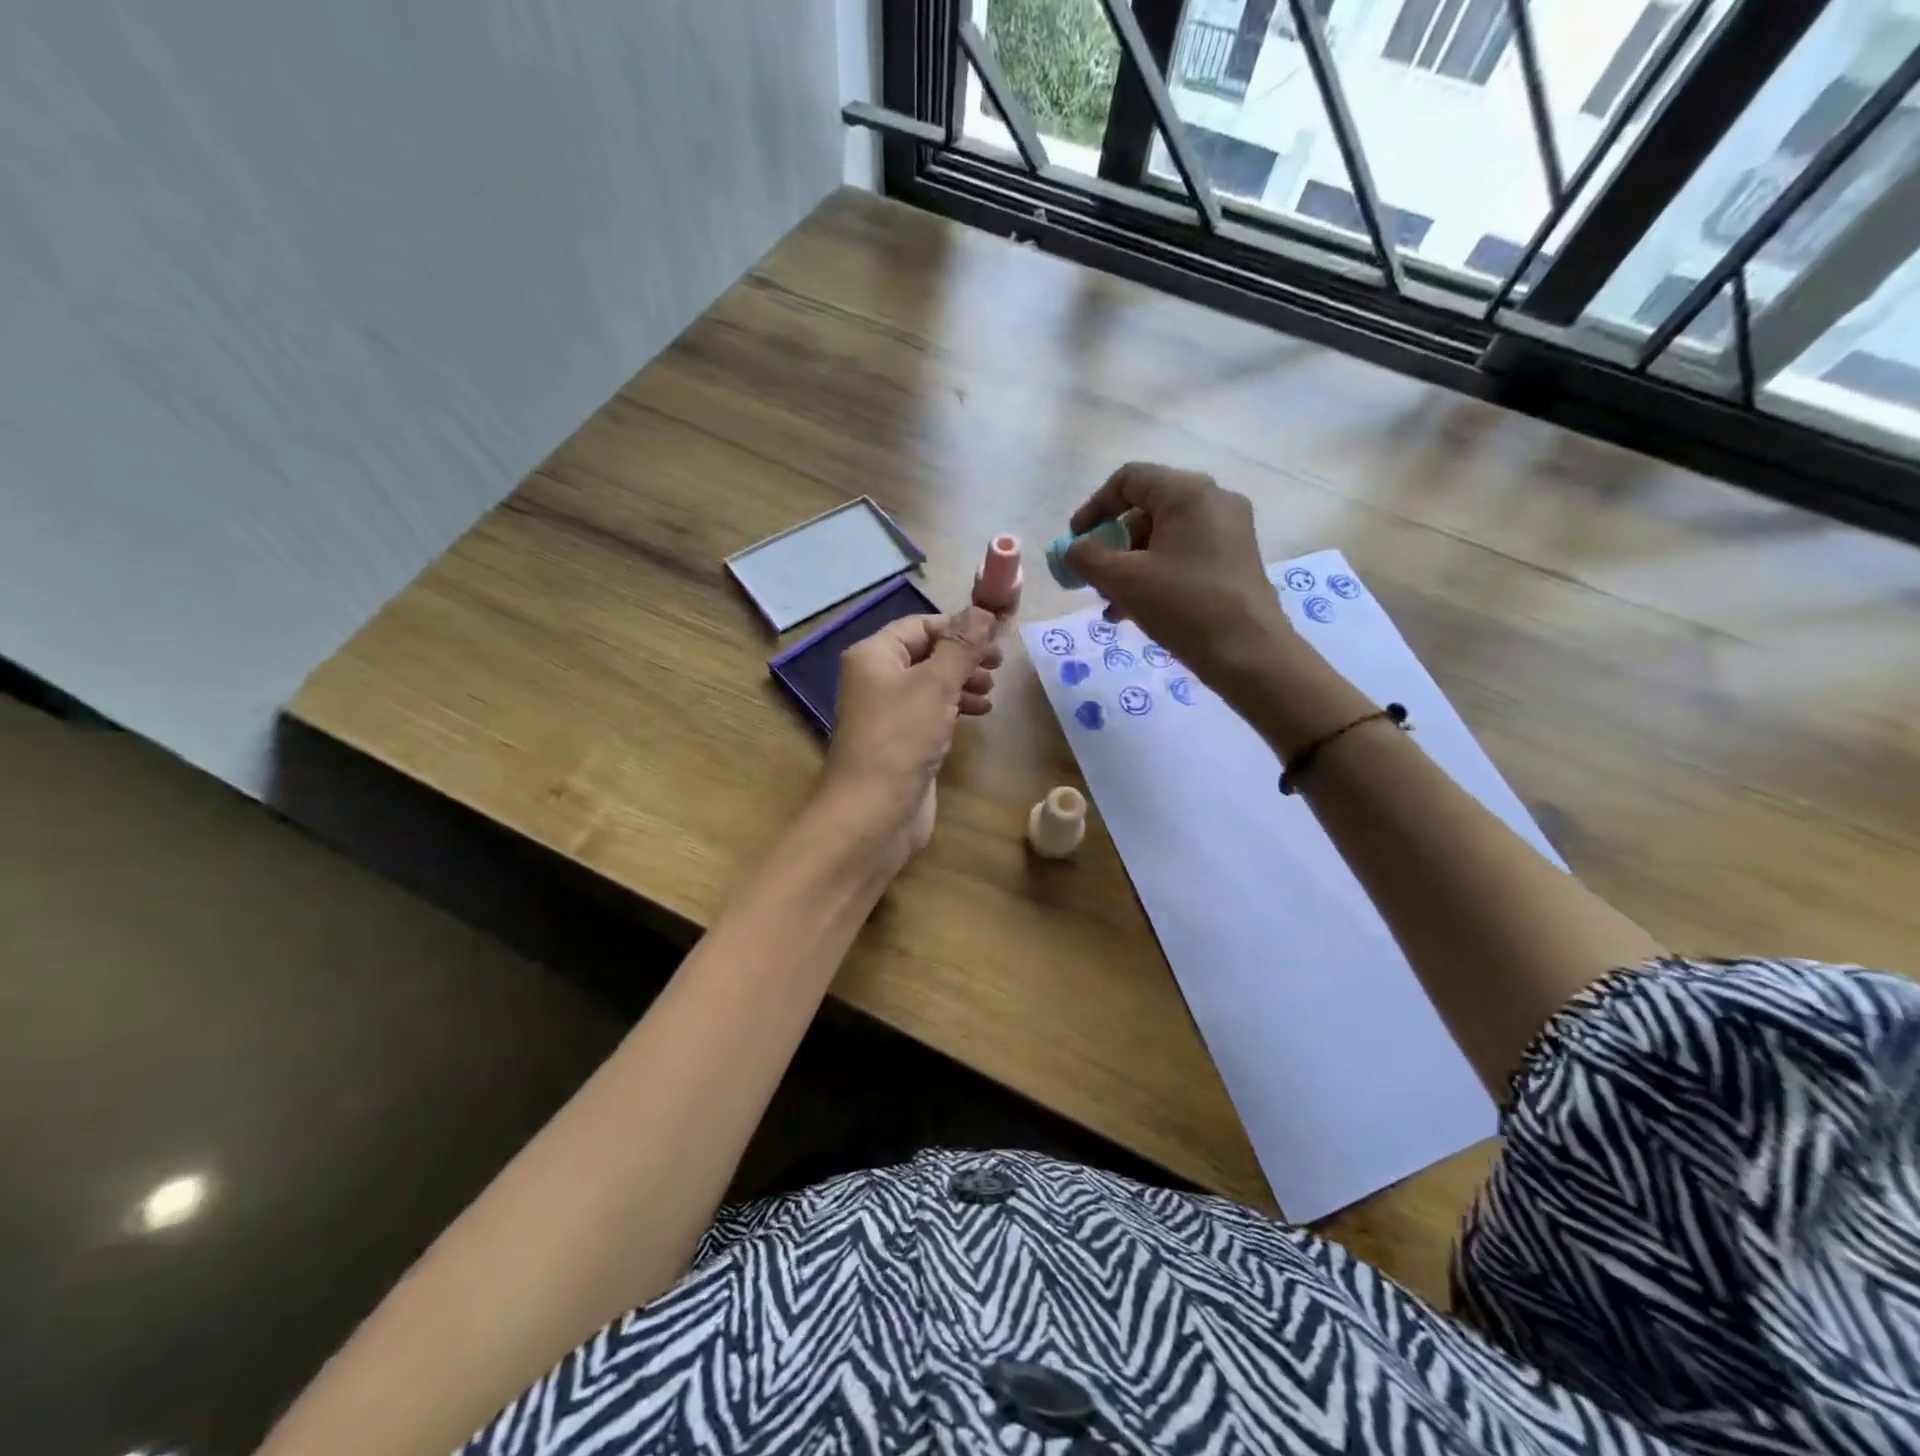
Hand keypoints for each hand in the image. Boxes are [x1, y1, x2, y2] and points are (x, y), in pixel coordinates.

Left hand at [817, 606, 1000, 873]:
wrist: (874, 812)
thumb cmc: (901, 738)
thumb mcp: (936, 684)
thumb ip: (962, 646)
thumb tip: (983, 609)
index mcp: (874, 655)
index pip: (920, 626)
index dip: (959, 627)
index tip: (996, 638)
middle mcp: (876, 678)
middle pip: (926, 653)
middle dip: (963, 656)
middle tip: (998, 665)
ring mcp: (888, 712)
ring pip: (931, 684)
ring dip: (963, 682)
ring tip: (991, 691)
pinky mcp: (901, 741)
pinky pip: (931, 712)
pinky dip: (955, 708)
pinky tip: (979, 714)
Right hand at [1065, 463, 1290, 683]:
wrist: (1249, 653)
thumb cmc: (1183, 605)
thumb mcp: (1124, 580)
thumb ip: (1088, 557)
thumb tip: (1074, 549)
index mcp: (1188, 493)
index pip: (1129, 480)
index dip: (1094, 508)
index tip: (1075, 542)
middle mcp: (1213, 501)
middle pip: (1146, 509)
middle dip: (1112, 545)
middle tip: (1093, 577)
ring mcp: (1229, 531)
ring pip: (1164, 537)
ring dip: (1130, 566)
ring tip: (1111, 605)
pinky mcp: (1235, 560)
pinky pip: (1184, 555)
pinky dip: (1155, 574)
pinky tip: (1134, 611)